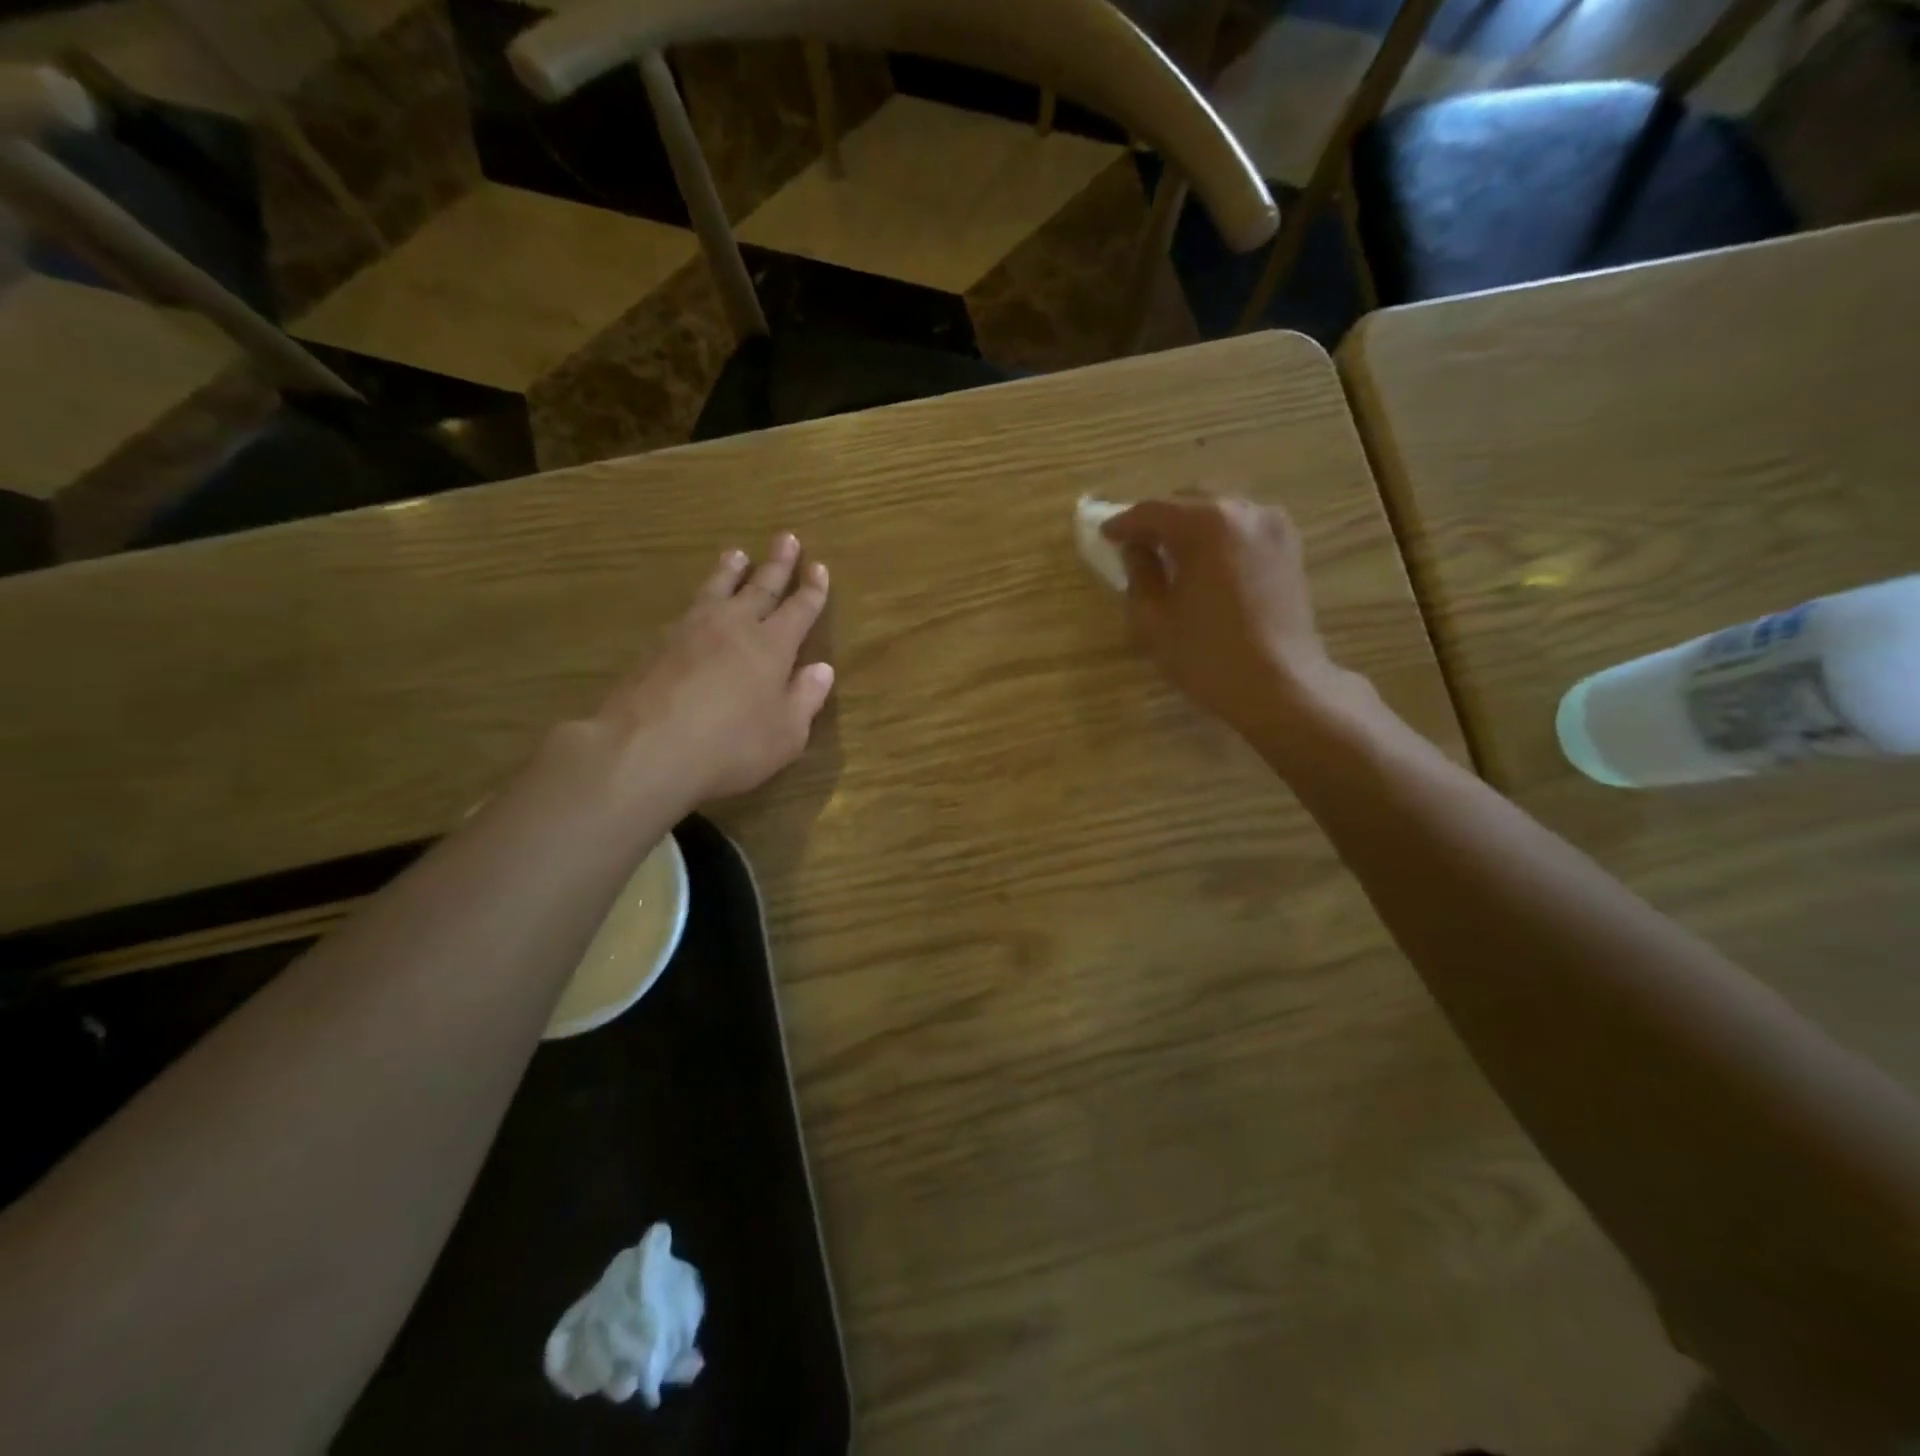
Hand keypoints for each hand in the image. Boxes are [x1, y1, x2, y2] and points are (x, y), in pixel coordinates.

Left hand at [596, 533, 834, 801]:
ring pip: (718, 589)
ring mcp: (692, 630)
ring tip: (736, 554)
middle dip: (777, 564)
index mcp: (773, 646)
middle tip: (786, 538)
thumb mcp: (786, 734)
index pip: (799, 609)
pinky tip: (697, 603)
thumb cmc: (731, 746)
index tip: (818, 566)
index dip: (812, 590)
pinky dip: (701, 597)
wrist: (646, 748)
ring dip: (731, 570)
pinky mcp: (658, 644)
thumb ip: (805, 698)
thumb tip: (822, 669)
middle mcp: (735, 626)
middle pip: (761, 587)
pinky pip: (688, 608)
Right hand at [1103, 493, 1365, 750]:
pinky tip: (1206, 562)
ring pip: (1220, 509)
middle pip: (1189, 499)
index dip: (1123, 523)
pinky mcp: (1289, 548)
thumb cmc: (1207, 656)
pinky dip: (1219, 535)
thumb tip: (1136, 549)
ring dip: (1191, 524)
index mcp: (1205, 524)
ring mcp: (1273, 527)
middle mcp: (1243, 511)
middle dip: (1159, 518)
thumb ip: (1138, 573)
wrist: (1280, 685)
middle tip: (1137, 543)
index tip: (1105, 535)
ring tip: (1171, 553)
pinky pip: (1243, 526)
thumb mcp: (1153, 619)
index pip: (1152, 511)